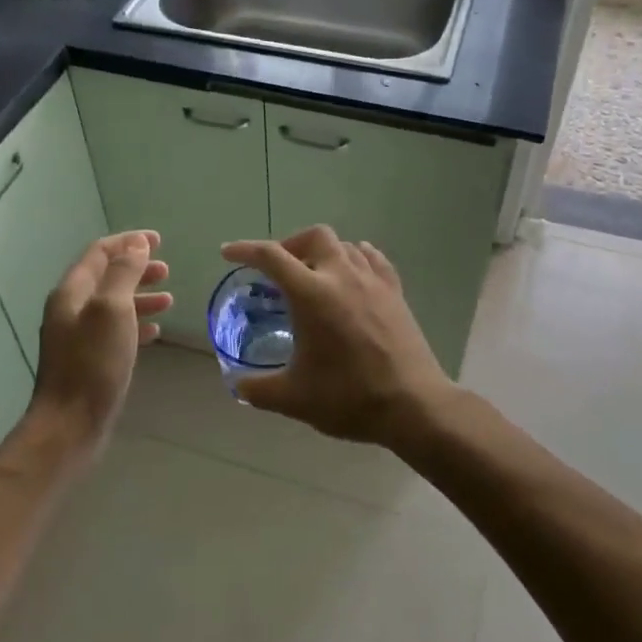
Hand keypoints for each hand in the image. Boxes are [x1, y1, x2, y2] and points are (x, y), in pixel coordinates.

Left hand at [28, 231, 172, 453]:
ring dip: (140, 296)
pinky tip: (155, 330)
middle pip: (106, 277)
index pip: (99, 253)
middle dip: (136, 269)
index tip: (158, 240)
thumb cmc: (93, 363)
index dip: (128, 242)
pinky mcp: (88, 359)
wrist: (70, 424)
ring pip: (112, 304)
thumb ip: (124, 274)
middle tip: (166, 271)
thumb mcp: (112, 310)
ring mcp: (78, 336)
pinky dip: (135, 323)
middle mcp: (70, 309)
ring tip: (168, 300)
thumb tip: (137, 244)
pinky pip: (114, 330)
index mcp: (72, 292)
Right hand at [220, 226, 458, 449]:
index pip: (271, 257)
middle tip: (278, 271)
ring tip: (313, 277)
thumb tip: (238, 385)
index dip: (245, 250)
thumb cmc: (348, 398)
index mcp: (312, 295)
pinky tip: (350, 276)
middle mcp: (342, 276)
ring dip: (323, 253)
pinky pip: (372, 259)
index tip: (229, 253)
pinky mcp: (395, 293)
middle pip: (314, 236)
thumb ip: (258, 389)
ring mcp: (373, 282)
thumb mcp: (293, 399)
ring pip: (345, 245)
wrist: (413, 405)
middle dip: (290, 245)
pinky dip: (354, 259)